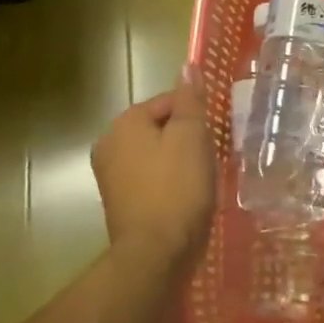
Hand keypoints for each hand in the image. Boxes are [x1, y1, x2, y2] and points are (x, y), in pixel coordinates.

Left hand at [90, 68, 216, 272]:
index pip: (169, 101)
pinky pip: (151, 180)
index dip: (196, 115)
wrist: (156, 256)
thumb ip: (190, 99)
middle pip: (161, 128)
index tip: (214, 135)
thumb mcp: (192, 136)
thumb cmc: (177, 189)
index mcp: (125, 123)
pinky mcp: (120, 204)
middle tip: (211, 158)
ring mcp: (111, 177)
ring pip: (157, 155)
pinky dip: (169, 184)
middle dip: (187, 139)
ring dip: (180, 162)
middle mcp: (109, 144)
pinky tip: (187, 199)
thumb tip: (188, 66)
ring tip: (202, 180)